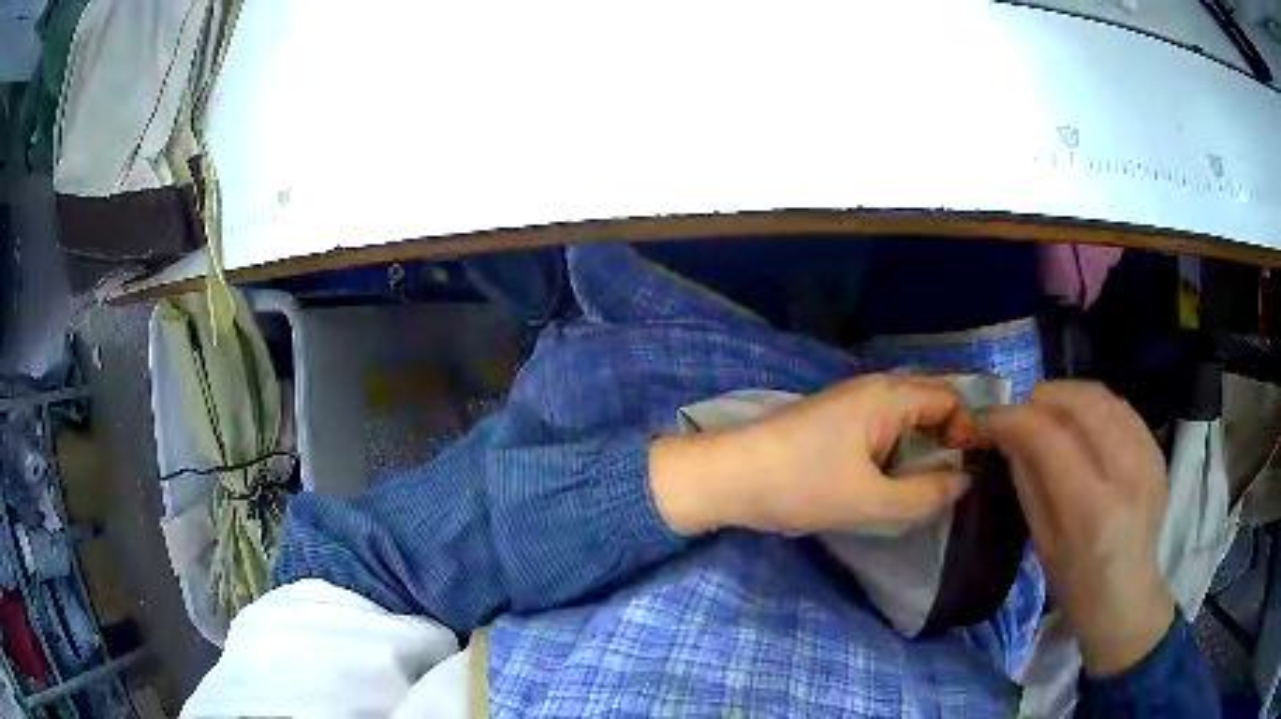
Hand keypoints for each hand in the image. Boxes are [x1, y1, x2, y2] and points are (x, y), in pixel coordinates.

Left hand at [650, 374, 975, 536]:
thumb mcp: (871, 502)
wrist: (730, 476)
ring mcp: (850, 399)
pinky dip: (897, 445)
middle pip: (929, 400)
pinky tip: (888, 476)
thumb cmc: (802, 485)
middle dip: (947, 435)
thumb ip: (924, 495)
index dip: (967, 430)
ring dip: (920, 442)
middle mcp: (874, 387)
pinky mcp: (833, 417)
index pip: (950, 397)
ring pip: (905, 413)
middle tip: (947, 477)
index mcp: (889, 396)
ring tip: (920, 482)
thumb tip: (963, 482)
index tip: (963, 469)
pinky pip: (882, 422)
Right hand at [984, 381, 1174, 677]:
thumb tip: (1006, 434)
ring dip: (1067, 395)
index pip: (1050, 439)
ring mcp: (1148, 459)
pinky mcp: (1157, 451)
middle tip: (1018, 410)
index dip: (1014, 419)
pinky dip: (1093, 404)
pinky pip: (1121, 407)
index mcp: (1092, 512)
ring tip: (1046, 408)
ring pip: (1103, 398)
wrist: (1128, 597)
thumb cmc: (1076, 583)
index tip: (988, 419)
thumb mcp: (1041, 542)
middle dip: (1041, 398)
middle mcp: (1126, 475)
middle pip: (1081, 406)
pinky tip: (1079, 418)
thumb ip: (1027, 481)